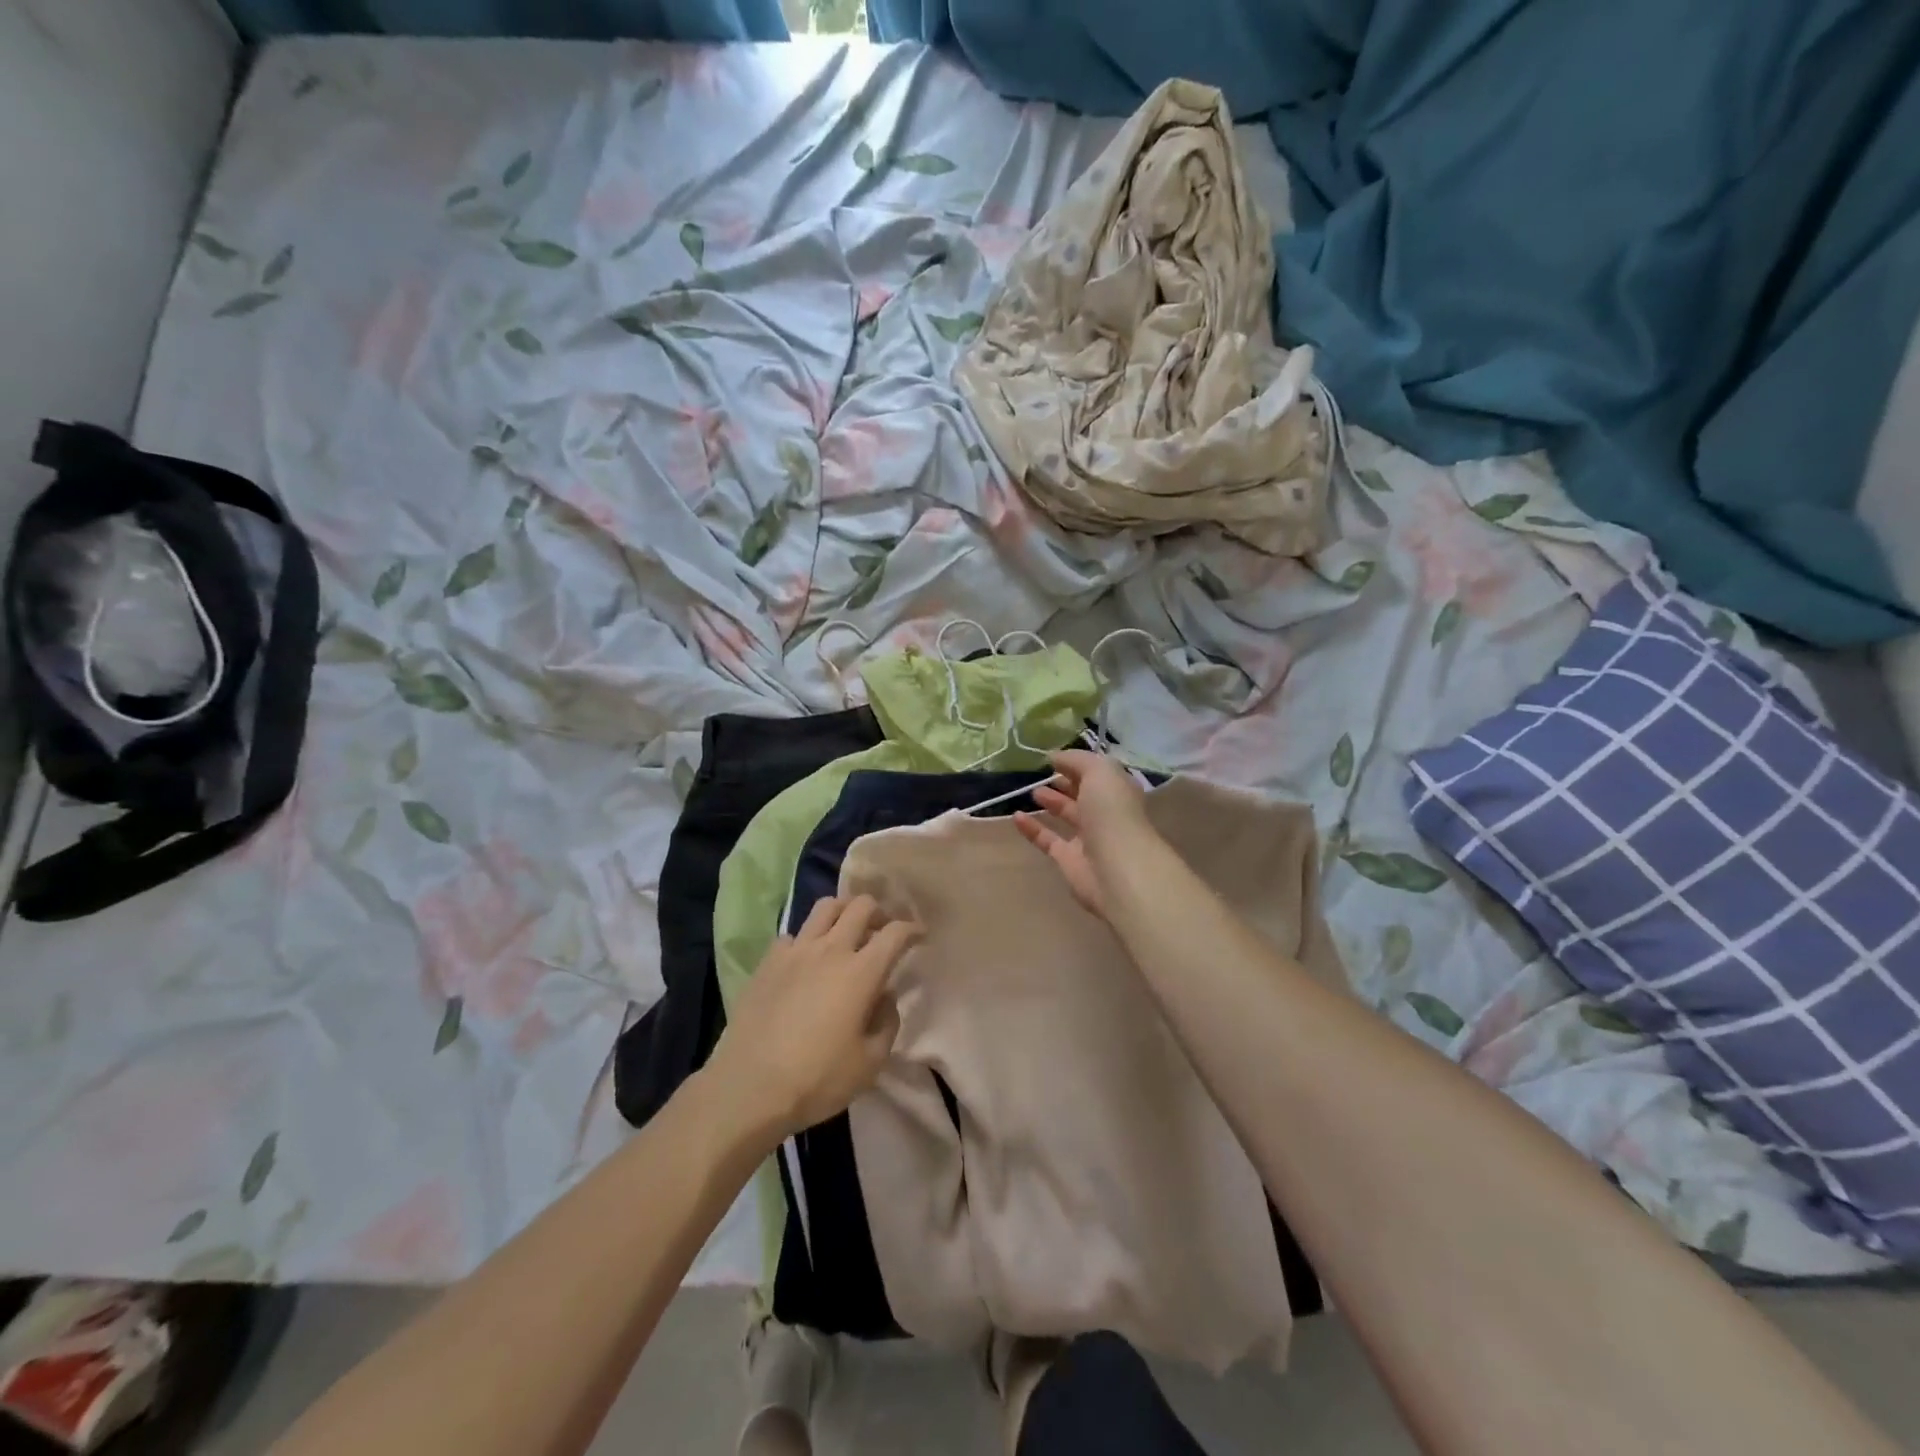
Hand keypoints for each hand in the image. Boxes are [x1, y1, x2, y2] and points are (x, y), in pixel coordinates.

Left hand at [708, 895, 917, 1143]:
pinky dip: (808, 938)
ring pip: (825, 907)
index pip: (895, 933)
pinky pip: (794, 934)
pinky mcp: (768, 961)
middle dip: (880, 912)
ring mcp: (795, 951)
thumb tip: (885, 997)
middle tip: (884, 930)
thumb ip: (887, 1023)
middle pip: (861, 906)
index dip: (912, 929)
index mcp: (861, 972)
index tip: (920, 936)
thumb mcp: (870, 1063)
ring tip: (848, 930)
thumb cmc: (817, 1079)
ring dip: (844, 911)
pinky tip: (808, 959)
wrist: (749, 1087)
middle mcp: (830, 950)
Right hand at [1013, 750, 1157, 919]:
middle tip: (1042, 774)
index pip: (1098, 773)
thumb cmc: (1112, 812)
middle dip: (1065, 783)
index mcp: (1118, 791)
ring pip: (1068, 816)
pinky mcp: (1069, 859)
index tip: (1053, 757)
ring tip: (1031, 791)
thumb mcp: (1099, 772)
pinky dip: (1032, 828)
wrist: (1116, 868)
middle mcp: (1106, 813)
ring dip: (1051, 802)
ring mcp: (1088, 838)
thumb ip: (1076, 760)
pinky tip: (1016, 816)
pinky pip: (1048, 839)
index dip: (1078, 764)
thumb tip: (1054, 757)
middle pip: (1084, 794)